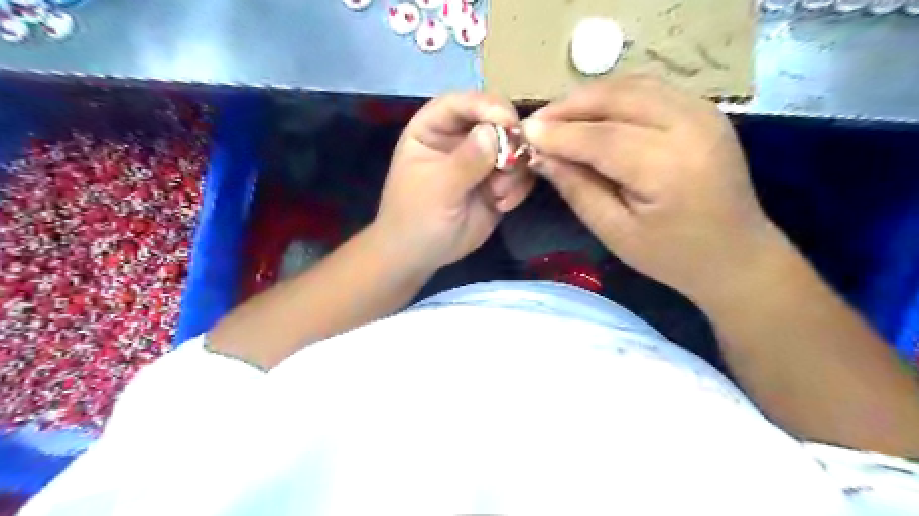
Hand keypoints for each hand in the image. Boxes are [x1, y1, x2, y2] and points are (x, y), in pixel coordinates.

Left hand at [375, 91, 535, 272]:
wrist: (420, 256)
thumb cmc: (415, 217)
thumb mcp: (437, 188)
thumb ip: (466, 161)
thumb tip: (496, 132)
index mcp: (433, 128)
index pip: (461, 103)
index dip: (486, 106)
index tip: (508, 122)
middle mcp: (460, 138)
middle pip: (495, 120)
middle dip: (509, 139)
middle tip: (511, 163)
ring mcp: (481, 161)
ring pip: (513, 148)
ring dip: (514, 169)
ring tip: (498, 193)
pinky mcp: (497, 184)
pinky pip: (519, 175)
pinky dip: (517, 188)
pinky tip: (501, 205)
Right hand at [523, 74, 782, 303]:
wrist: (736, 255)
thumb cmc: (671, 255)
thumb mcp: (615, 231)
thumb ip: (577, 188)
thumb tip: (541, 156)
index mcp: (668, 168)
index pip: (601, 138)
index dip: (558, 134)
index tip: (524, 133)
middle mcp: (690, 127)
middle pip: (617, 98)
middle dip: (570, 106)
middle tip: (537, 123)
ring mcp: (703, 112)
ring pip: (632, 85)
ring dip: (590, 97)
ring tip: (559, 118)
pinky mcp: (704, 110)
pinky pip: (649, 89)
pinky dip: (614, 96)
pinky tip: (593, 114)